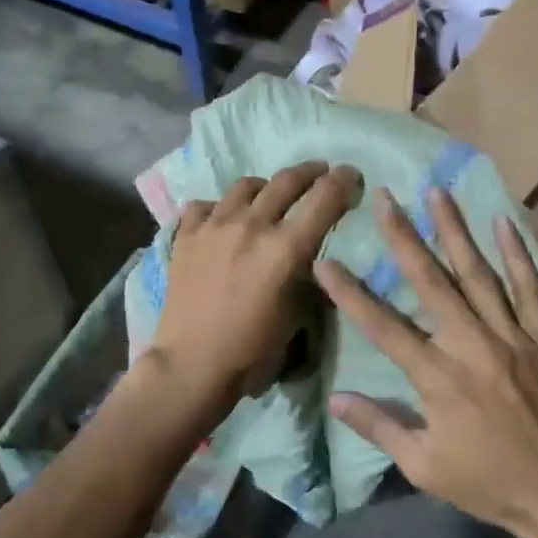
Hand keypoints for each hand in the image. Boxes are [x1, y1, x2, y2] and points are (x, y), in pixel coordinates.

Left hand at [149, 161, 360, 419]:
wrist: (191, 366)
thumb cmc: (252, 352)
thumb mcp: (297, 316)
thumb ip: (308, 278)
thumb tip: (312, 258)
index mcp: (286, 248)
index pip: (325, 198)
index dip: (344, 181)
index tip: (352, 175)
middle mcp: (252, 225)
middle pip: (287, 180)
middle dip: (311, 171)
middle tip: (320, 171)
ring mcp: (215, 226)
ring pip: (245, 186)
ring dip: (266, 186)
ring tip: (269, 194)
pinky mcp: (186, 235)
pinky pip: (205, 205)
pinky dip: (219, 207)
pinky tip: (222, 218)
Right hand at [316, 187, 537, 537]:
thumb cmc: (489, 483)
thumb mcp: (424, 467)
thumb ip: (380, 427)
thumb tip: (335, 397)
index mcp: (438, 378)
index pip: (382, 326)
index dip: (349, 293)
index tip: (324, 260)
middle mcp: (472, 345)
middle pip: (431, 282)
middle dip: (404, 236)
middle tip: (385, 198)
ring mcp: (512, 336)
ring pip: (479, 273)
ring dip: (455, 230)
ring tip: (437, 192)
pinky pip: (532, 288)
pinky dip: (518, 254)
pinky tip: (504, 222)